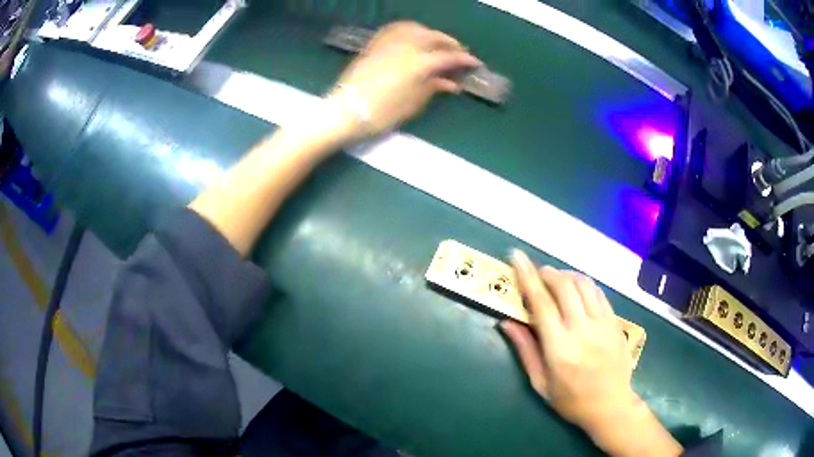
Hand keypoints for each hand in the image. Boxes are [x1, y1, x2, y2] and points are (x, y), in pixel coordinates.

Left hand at [325, 22, 480, 142]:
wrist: (345, 111)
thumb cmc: (382, 113)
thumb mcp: (413, 104)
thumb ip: (433, 88)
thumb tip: (450, 83)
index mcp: (419, 63)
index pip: (448, 57)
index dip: (464, 60)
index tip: (475, 63)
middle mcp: (406, 46)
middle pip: (434, 37)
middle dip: (450, 43)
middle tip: (459, 52)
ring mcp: (388, 42)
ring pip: (416, 28)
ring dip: (431, 33)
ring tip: (437, 42)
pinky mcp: (374, 44)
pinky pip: (395, 29)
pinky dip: (409, 29)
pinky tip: (412, 35)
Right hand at [501, 251, 681, 456]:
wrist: (610, 405)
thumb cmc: (570, 400)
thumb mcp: (540, 382)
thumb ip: (525, 350)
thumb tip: (506, 322)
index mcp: (559, 348)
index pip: (540, 303)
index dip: (526, 276)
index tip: (517, 256)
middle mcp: (582, 329)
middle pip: (564, 286)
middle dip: (547, 273)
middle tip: (537, 273)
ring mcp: (602, 323)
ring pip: (583, 284)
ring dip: (566, 275)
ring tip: (556, 280)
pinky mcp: (615, 321)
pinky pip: (599, 293)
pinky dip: (584, 284)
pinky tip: (577, 290)